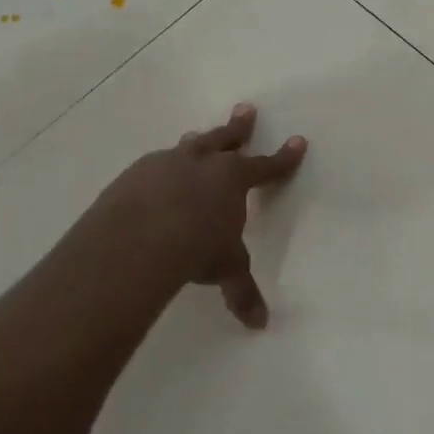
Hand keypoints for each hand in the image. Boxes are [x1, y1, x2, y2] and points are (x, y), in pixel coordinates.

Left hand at [61, 103, 306, 328]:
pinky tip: (154, 176)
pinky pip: (154, 165)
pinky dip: (161, 168)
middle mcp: (203, 164)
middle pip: (225, 139)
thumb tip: (260, 324)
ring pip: (188, 147)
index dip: (285, 157)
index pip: (267, 166)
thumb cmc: (197, 248)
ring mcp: (166, 165)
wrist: (139, 237)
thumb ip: (241, 291)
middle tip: (246, 109)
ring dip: (197, 143)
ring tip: (196, 135)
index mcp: (234, 180)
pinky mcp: (134, 175)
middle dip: (239, 126)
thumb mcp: (225, 268)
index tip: (299, 141)